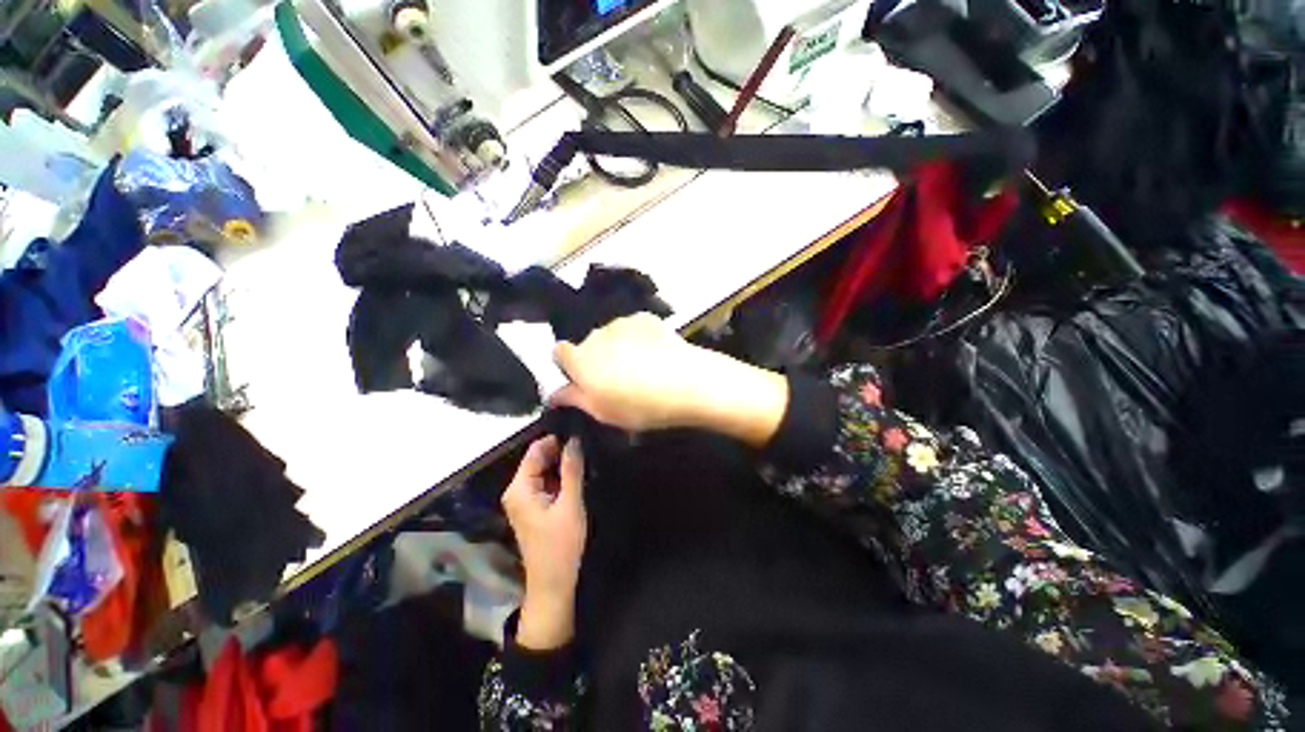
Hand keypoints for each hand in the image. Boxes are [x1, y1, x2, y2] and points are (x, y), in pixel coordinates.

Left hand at [501, 436, 585, 649]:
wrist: (553, 583)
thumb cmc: (560, 544)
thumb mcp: (570, 504)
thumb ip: (572, 469)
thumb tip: (574, 439)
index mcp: (519, 488)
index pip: (535, 450)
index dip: (555, 439)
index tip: (578, 432)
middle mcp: (517, 491)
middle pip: (538, 460)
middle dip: (560, 452)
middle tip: (586, 445)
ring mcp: (525, 500)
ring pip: (544, 471)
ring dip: (562, 465)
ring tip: (585, 457)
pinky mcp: (534, 508)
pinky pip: (546, 483)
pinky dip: (560, 478)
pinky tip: (578, 476)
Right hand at [551, 314, 789, 445]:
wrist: (686, 383)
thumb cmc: (640, 406)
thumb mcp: (603, 412)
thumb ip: (574, 399)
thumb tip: (554, 394)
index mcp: (580, 359)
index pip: (558, 351)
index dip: (568, 365)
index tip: (583, 379)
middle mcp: (596, 334)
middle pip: (588, 344)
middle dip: (597, 358)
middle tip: (618, 380)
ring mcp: (622, 323)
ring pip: (612, 336)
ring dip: (618, 347)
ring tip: (642, 368)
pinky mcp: (646, 318)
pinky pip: (633, 328)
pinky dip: (638, 338)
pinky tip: (655, 355)